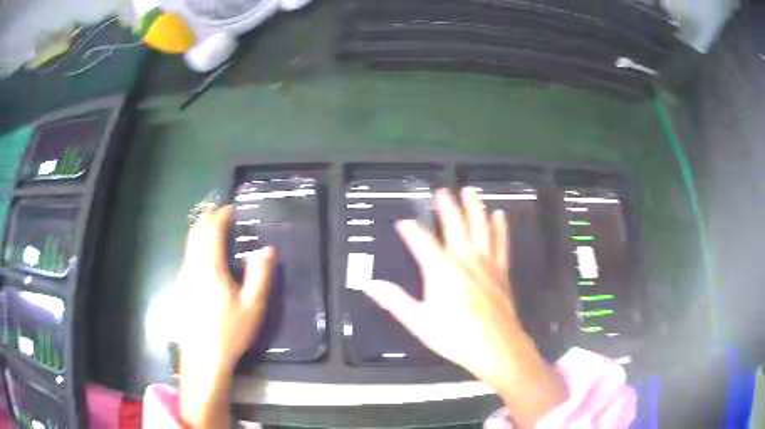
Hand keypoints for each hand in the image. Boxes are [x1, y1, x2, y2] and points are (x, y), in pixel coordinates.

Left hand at [176, 206, 274, 427]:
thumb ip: (260, 275)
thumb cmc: (230, 331)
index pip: (211, 231)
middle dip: (207, 219)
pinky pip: (188, 256)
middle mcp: (192, 266)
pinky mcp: (181, 287)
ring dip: (200, 231)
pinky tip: (205, 256)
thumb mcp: (253, 306)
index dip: (220, 217)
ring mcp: (184, 277)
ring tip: (213, 229)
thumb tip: (267, 250)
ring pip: (189, 244)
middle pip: (196, 233)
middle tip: (221, 213)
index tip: (231, 209)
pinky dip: (196, 245)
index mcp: (209, 267)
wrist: (203, 358)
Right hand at [363, 188, 566, 427]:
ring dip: (474, 207)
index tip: (402, 223)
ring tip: (470, 191)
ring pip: (480, 227)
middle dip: (447, 207)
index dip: (410, 230)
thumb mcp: (418, 321)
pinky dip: (499, 227)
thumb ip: (394, 300)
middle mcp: (464, 259)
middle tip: (442, 191)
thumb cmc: (455, 336)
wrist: (496, 347)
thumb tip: (369, 284)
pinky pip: (500, 242)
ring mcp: (486, 263)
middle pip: (455, 225)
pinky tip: (499, 216)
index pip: (421, 241)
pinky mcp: (501, 271)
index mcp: (441, 270)